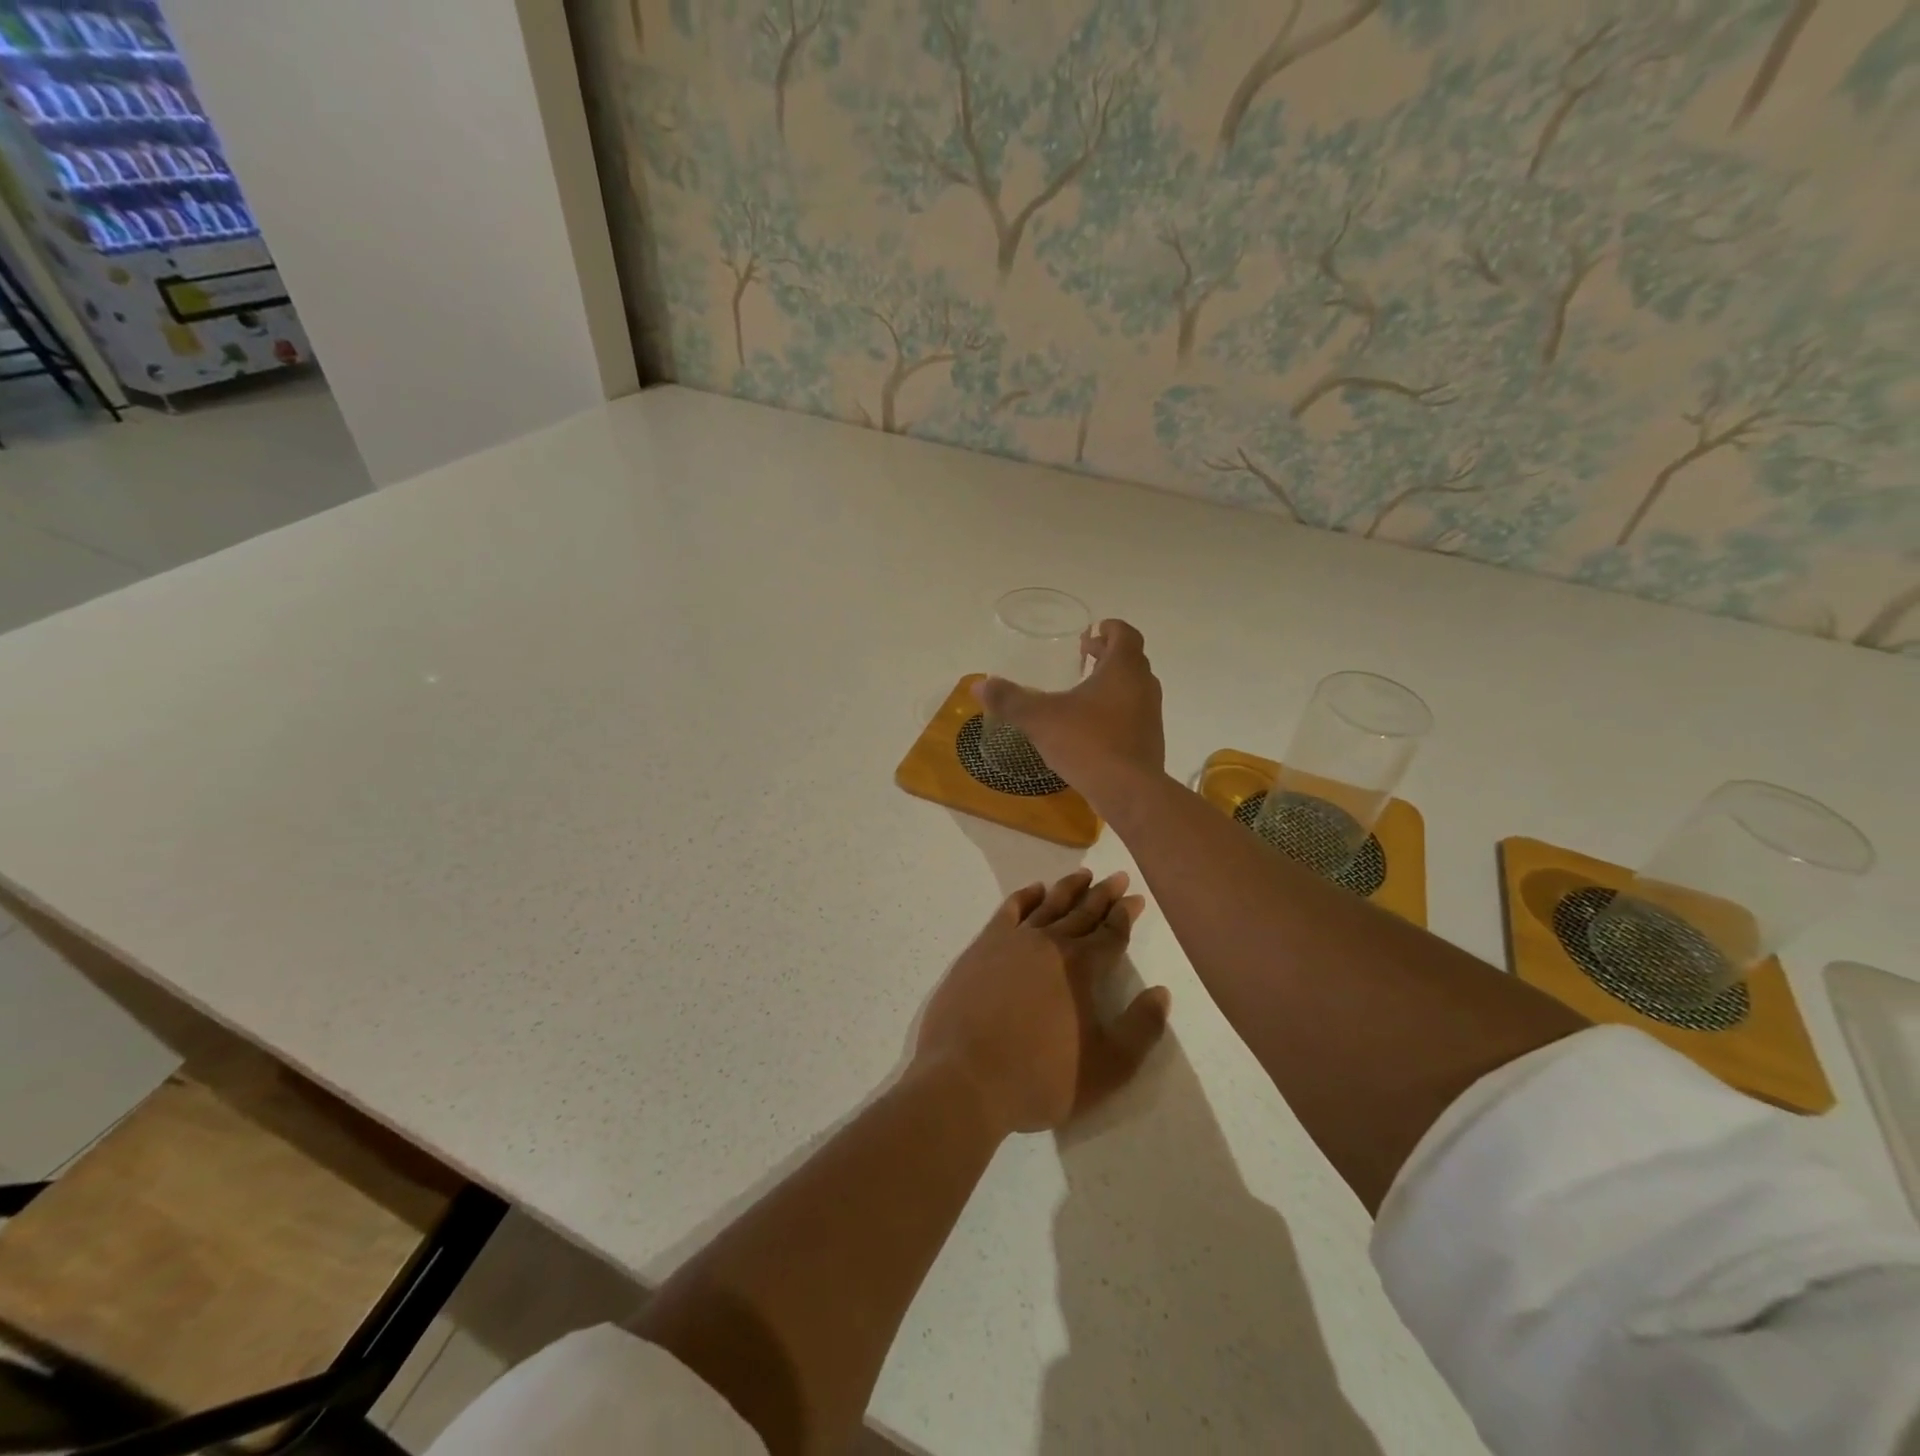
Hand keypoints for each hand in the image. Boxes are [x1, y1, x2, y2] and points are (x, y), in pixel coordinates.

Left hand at [915, 870, 1170, 1135]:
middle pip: (1082, 912)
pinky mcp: (981, 948)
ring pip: (1048, 906)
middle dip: (1103, 894)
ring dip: (1068, 889)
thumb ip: (1141, 1029)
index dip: (1126, 915)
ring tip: (1083, 874)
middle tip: (1118, 876)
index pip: (1111, 933)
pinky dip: (1024, 897)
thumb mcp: (1108, 1067)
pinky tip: (1033, 890)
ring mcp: (1012, 941)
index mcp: (1081, 967)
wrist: (966, 1078)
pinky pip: (1009, 911)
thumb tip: (1162, 993)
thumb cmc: (1040, 1077)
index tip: (1136, 898)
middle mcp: (1050, 944)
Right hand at [972, 619, 1163, 806]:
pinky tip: (1094, 726)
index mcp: (1123, 669)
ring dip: (1114, 683)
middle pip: (1131, 659)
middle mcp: (1143, 686)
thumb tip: (978, 685)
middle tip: (1085, 656)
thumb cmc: (1087, 743)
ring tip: (1087, 691)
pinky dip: (1117, 710)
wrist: (1129, 791)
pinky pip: (1134, 714)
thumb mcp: (1040, 719)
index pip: (1125, 635)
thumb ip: (1010, 700)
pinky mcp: (1150, 741)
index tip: (1095, 630)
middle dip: (1108, 654)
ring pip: (1135, 688)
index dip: (1111, 628)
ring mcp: (1151, 715)